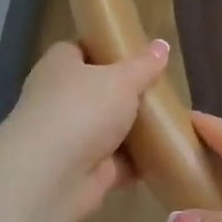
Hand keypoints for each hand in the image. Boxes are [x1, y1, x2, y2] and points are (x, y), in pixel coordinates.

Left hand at [0, 40, 170, 221]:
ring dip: (134, 130)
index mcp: (60, 66)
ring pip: (108, 128)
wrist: (50, 176)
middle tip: (161, 90)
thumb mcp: (121, 79)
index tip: (137, 54)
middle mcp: (59, 99)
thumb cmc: (83, 109)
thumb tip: (162, 45)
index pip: (81, 50)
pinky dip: (137, 162)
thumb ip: (143, 65)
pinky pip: (116, 162)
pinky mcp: (82, 170)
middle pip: (98, 91)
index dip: (107, 49)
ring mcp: (69, 137)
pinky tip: (165, 155)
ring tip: (171, 122)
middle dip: (127, 93)